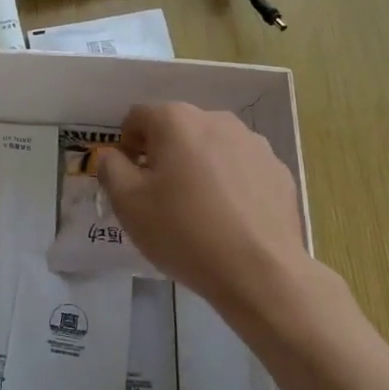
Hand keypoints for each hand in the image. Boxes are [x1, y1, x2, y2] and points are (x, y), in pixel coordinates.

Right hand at [95, 103, 342, 330]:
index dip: (126, 146)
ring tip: (198, 211)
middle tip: (160, 197)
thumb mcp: (127, 203)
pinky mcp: (278, 170)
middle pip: (177, 129)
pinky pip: (241, 168)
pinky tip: (229, 219)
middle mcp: (216, 120)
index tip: (130, 180)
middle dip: (163, 155)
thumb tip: (113, 156)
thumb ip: (110, 169)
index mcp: (176, 120)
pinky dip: (229, 184)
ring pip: (211, 147)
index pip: (138, 117)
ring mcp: (253, 143)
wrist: (260, 272)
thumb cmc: (183, 231)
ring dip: (197, 167)